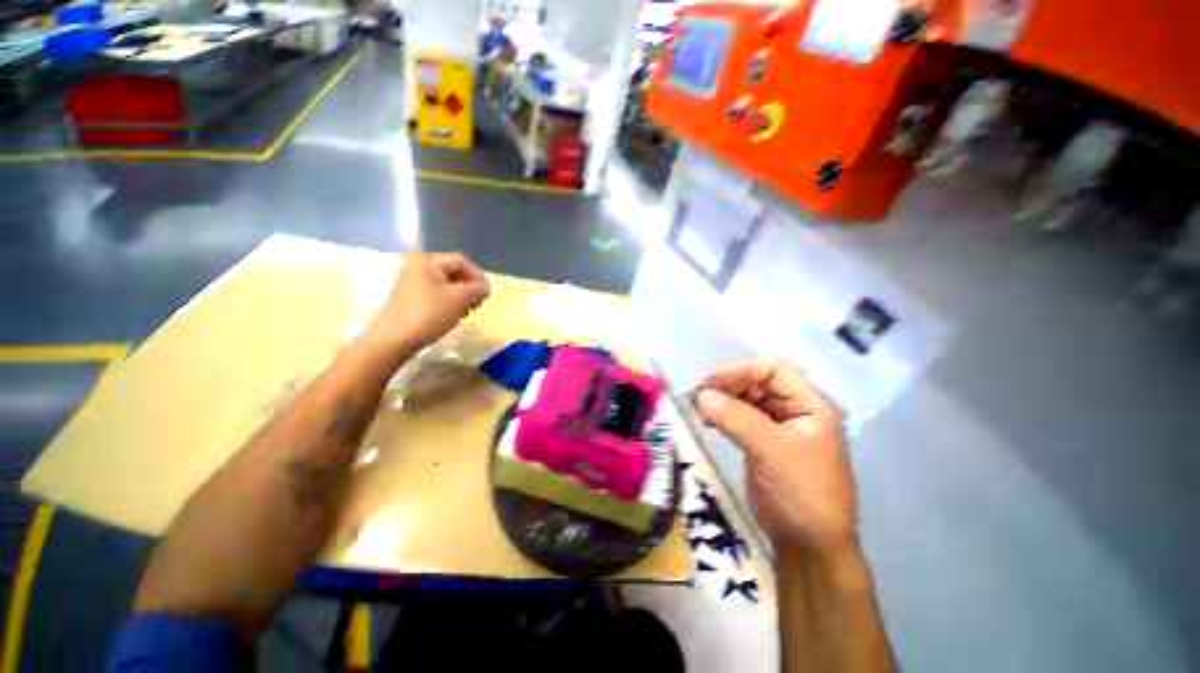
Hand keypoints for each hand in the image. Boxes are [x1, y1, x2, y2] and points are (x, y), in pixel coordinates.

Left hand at [365, 250, 489, 353]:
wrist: (393, 339)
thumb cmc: (428, 314)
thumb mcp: (459, 299)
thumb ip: (477, 289)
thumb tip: (484, 288)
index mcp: (428, 260)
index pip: (461, 261)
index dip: (478, 276)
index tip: (487, 293)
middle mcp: (417, 265)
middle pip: (453, 271)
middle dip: (469, 286)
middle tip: (479, 302)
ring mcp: (411, 281)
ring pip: (445, 283)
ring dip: (461, 295)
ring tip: (468, 310)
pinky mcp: (409, 296)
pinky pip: (435, 292)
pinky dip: (448, 300)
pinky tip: (454, 314)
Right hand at [697, 356, 857, 560]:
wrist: (809, 547)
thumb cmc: (802, 495)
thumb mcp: (773, 453)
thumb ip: (737, 419)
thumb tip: (701, 395)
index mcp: (810, 405)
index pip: (773, 369)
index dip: (741, 369)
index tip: (710, 382)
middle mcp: (795, 409)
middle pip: (758, 380)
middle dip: (728, 383)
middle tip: (700, 395)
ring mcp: (778, 426)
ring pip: (746, 398)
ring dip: (723, 398)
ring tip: (701, 408)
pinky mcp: (762, 441)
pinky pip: (740, 417)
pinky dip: (723, 414)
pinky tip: (709, 421)